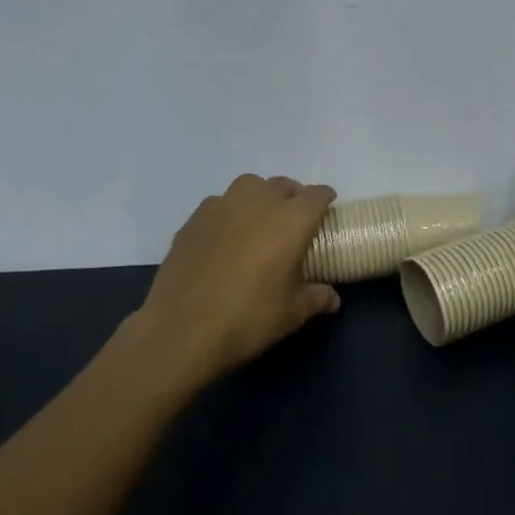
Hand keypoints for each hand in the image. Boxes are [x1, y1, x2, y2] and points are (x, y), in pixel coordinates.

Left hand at [134, 175, 340, 389]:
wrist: (182, 330)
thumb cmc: (249, 318)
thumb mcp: (292, 314)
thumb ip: (317, 298)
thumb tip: (332, 299)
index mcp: (291, 220)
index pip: (316, 195)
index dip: (325, 200)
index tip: (327, 209)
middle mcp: (258, 202)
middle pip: (283, 185)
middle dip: (293, 197)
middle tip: (295, 221)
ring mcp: (222, 206)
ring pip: (249, 186)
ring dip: (261, 196)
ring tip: (260, 221)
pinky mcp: (194, 219)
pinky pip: (220, 203)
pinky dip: (230, 212)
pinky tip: (226, 237)